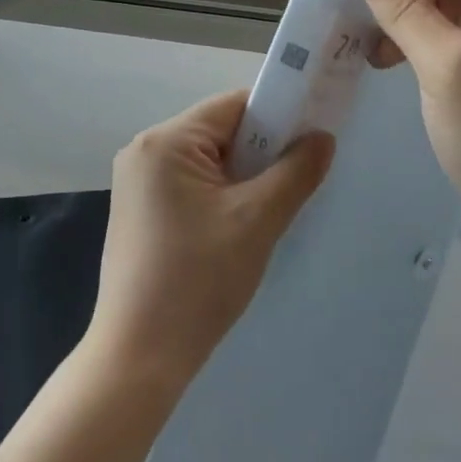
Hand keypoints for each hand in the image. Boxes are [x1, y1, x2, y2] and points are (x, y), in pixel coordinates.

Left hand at [88, 90, 333, 392]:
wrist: (139, 355)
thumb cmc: (199, 280)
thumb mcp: (258, 220)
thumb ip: (296, 171)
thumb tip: (323, 138)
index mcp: (165, 142)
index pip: (234, 106)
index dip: (279, 116)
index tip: (313, 138)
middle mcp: (144, 151)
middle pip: (220, 132)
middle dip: (262, 151)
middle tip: (298, 180)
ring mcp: (137, 183)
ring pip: (208, 161)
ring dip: (244, 177)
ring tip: (270, 210)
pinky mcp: (140, 211)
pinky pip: (191, 185)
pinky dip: (222, 195)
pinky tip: (239, 227)